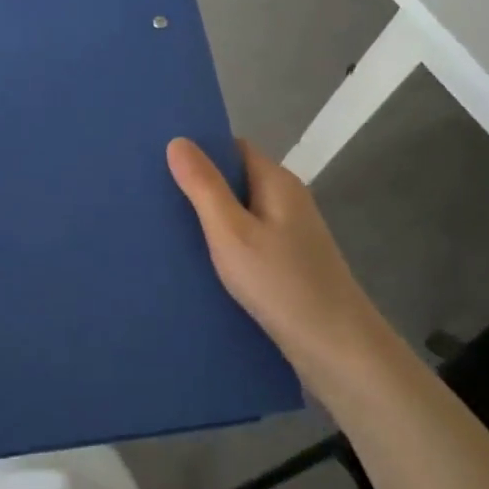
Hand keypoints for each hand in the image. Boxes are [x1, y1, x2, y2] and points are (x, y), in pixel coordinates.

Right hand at [167, 137, 393, 384]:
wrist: (337, 349)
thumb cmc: (281, 283)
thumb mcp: (231, 232)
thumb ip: (204, 187)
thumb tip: (178, 140)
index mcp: (276, 182)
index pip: (233, 148)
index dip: (199, 150)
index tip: (159, 160)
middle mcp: (287, 200)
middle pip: (236, 179)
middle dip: (198, 186)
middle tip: (152, 196)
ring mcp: (290, 233)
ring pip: (240, 212)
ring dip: (208, 218)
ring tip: (164, 226)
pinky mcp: (288, 263)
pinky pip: (248, 239)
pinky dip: (223, 243)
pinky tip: (197, 260)